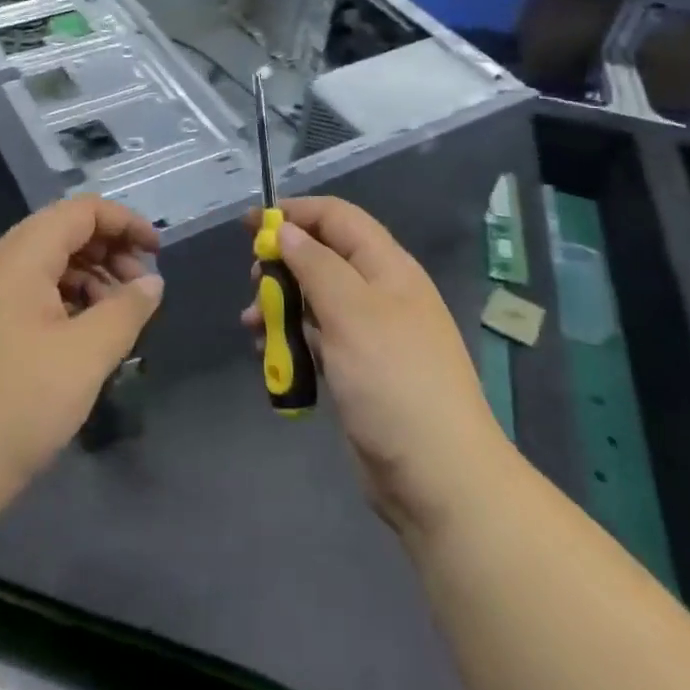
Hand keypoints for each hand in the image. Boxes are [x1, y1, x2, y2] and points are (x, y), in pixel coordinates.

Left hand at [0, 196, 162, 529]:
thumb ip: (125, 311)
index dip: (124, 222)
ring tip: (119, 318)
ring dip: (91, 278)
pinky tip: (86, 338)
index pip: (81, 210)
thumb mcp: (84, 357)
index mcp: (20, 258)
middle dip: (110, 250)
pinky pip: (33, 294)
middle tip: (142, 291)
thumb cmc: (14, 406)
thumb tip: (153, 282)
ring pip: (49, 265)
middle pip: (64, 232)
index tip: (158, 253)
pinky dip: (68, 301)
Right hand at [242, 197, 509, 542]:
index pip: (337, 218)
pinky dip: (291, 339)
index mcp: (387, 267)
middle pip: (322, 256)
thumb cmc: (393, 380)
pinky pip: (318, 338)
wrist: (438, 477)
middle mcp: (380, 293)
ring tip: (251, 325)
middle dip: (283, 263)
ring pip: (315, 299)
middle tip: (253, 282)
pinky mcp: (358, 370)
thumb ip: (314, 264)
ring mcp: (370, 334)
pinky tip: (269, 355)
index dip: (295, 213)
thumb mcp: (351, 311)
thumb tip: (286, 230)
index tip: (252, 226)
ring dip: (280, 304)